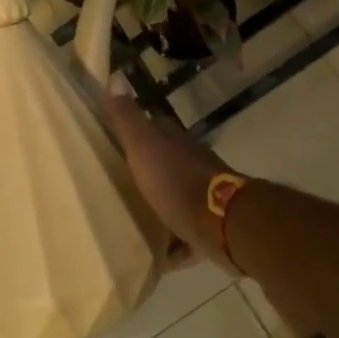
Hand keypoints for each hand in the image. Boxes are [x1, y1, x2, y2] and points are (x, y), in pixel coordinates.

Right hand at [107, 94, 234, 266]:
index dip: (139, 128)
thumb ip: (130, 119)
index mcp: (176, 146)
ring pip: (176, 200)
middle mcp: (192, 167)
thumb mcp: (146, 147)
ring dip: (159, 208)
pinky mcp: (207, 231)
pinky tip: (153, 260)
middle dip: (147, 172)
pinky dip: (172, 249)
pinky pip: (185, 240)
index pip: (157, 127)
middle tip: (117, 184)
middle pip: (167, 165)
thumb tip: (116, 77)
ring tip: (130, 222)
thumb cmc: (178, 182)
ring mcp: (203, 199)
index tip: (115, 136)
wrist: (222, 223)